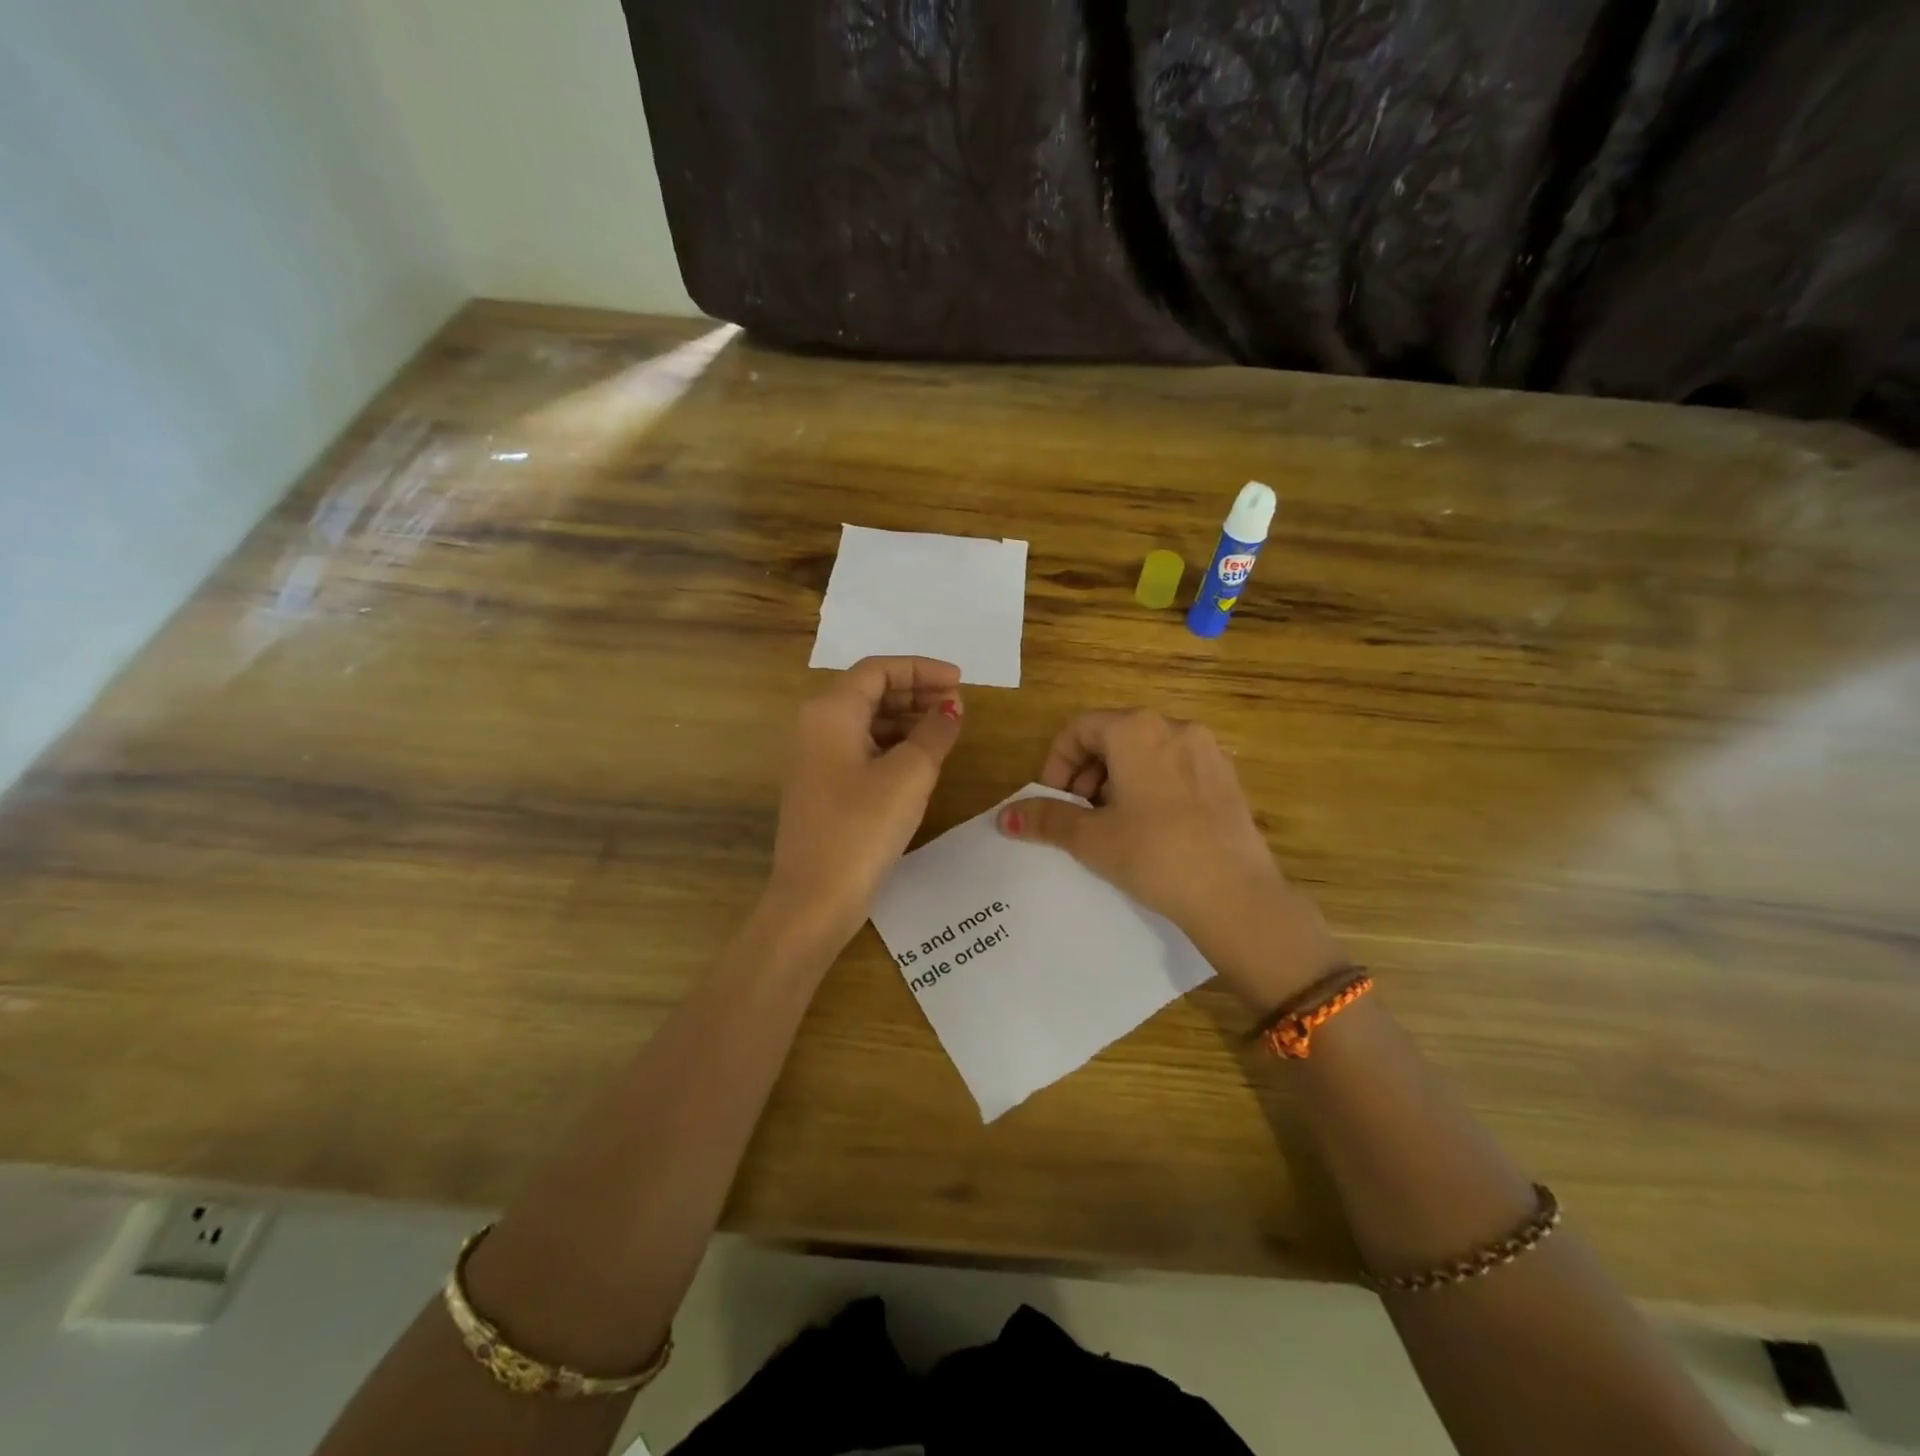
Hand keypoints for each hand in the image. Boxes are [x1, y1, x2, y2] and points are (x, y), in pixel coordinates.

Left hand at [762, 657, 964, 947]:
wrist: (814, 899)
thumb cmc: (862, 828)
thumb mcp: (909, 775)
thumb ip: (934, 732)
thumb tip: (951, 707)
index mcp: (830, 711)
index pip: (878, 670)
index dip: (922, 670)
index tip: (960, 681)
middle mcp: (815, 726)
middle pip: (869, 691)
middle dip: (915, 692)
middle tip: (957, 705)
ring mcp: (814, 758)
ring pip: (865, 720)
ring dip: (906, 718)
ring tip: (945, 730)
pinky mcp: (822, 786)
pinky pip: (860, 747)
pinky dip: (892, 744)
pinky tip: (920, 759)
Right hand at [997, 709, 1341, 1011]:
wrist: (1236, 896)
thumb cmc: (1154, 855)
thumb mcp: (1091, 838)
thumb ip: (1046, 819)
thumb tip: (1003, 817)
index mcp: (1138, 730)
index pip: (1080, 728)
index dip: (1057, 763)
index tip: (1054, 801)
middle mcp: (1175, 728)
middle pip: (1114, 736)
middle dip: (1086, 773)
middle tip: (1079, 815)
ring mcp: (1207, 752)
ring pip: (1146, 753)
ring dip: (1117, 780)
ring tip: (1112, 824)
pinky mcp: (1228, 778)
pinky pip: (1176, 768)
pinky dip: (1151, 786)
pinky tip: (1151, 829)